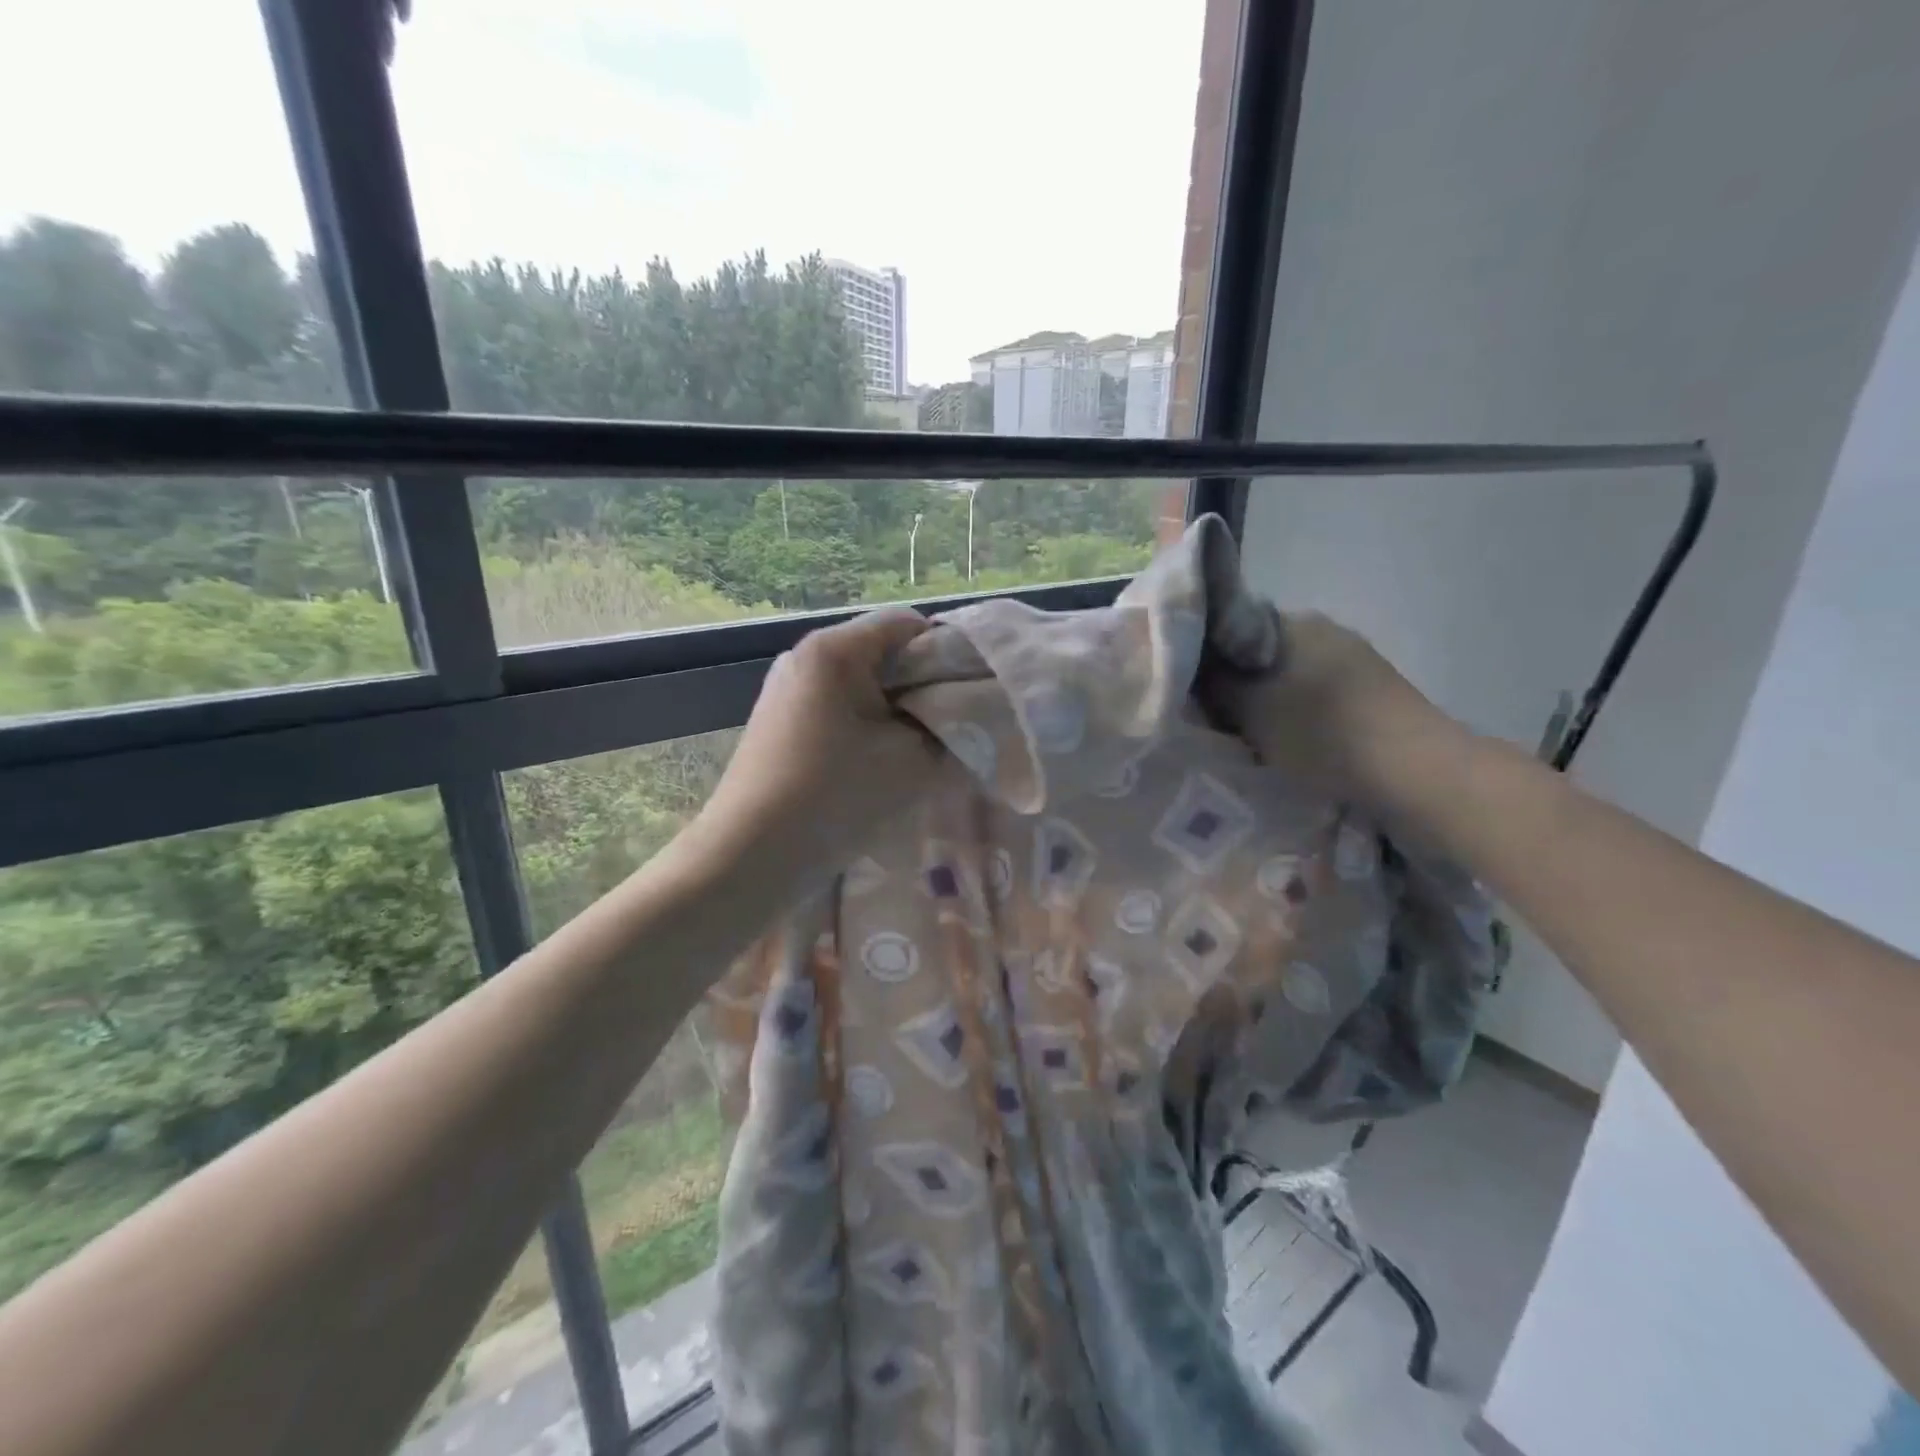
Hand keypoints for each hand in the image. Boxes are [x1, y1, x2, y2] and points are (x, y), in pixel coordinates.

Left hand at [689, 608, 947, 886]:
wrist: (750, 854)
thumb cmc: (835, 796)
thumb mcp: (911, 762)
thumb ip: (950, 731)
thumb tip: (964, 719)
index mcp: (834, 649)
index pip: (907, 623)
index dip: (948, 652)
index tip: (969, 694)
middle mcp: (804, 656)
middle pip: (883, 652)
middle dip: (922, 686)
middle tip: (952, 726)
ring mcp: (787, 688)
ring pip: (861, 684)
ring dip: (895, 711)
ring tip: (918, 750)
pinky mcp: (779, 721)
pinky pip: (837, 707)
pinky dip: (866, 726)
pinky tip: (878, 764)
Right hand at [1203, 611, 1468, 803]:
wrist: (1413, 771)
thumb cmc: (1319, 733)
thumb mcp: (1248, 709)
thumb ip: (1212, 684)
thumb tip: (1193, 669)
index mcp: (1292, 621)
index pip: (1230, 627)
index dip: (1204, 656)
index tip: (1191, 689)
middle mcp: (1324, 629)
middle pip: (1260, 653)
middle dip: (1238, 682)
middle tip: (1216, 717)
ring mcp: (1354, 658)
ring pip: (1289, 675)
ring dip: (1269, 700)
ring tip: (1251, 734)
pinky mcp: (1374, 690)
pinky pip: (1317, 695)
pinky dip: (1299, 714)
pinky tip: (1292, 741)